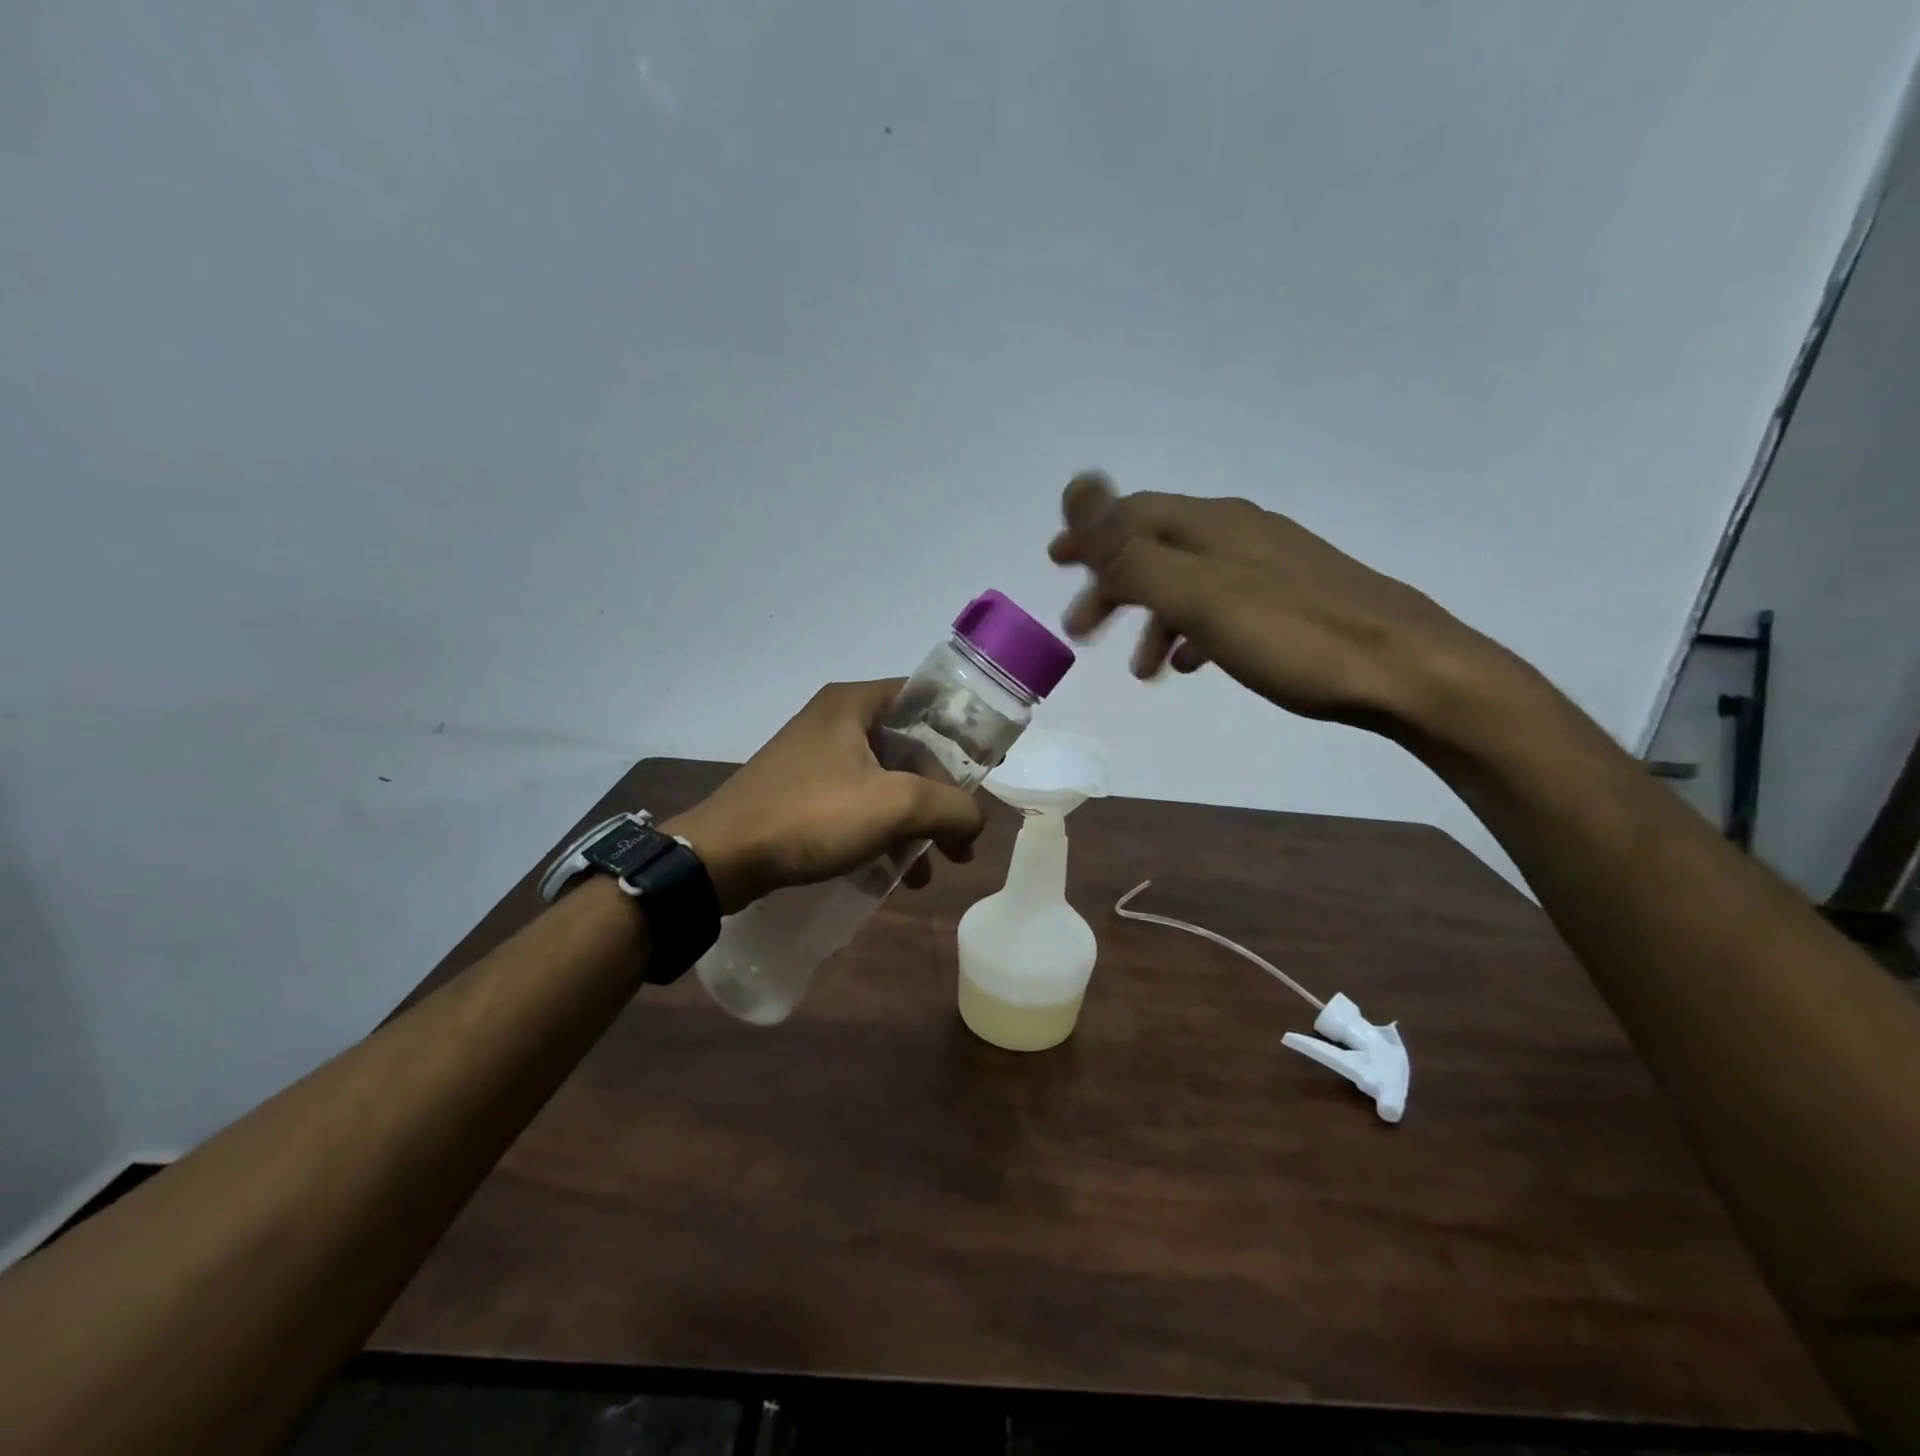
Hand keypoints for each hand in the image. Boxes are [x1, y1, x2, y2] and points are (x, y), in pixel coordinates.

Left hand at [663, 680, 983, 914]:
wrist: (720, 859)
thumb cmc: (811, 816)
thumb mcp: (895, 806)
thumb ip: (951, 807)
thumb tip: (975, 821)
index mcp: (855, 704)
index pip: (926, 699)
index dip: (963, 730)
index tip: (988, 768)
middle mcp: (837, 721)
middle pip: (911, 747)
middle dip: (942, 794)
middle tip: (962, 835)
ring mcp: (817, 758)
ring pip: (887, 781)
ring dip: (916, 821)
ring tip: (936, 867)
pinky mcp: (804, 792)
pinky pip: (860, 804)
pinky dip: (884, 832)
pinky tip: (897, 874)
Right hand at [1048, 472, 1512, 738]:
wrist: (1406, 671)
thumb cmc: (1293, 636)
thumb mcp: (1199, 595)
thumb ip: (1132, 550)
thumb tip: (1077, 485)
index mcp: (1214, 525)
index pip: (1133, 515)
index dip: (1089, 535)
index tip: (1054, 562)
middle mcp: (1240, 533)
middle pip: (1157, 547)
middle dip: (1113, 586)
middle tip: (1083, 630)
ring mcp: (1270, 565)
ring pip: (1189, 581)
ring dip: (1151, 617)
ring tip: (1140, 668)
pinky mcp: (1293, 599)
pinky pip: (1221, 606)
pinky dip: (1191, 629)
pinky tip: (1192, 662)